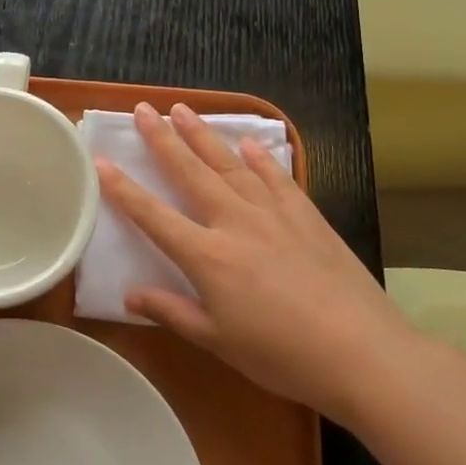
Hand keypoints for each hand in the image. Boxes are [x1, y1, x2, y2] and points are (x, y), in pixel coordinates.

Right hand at [94, 102, 416, 426]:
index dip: (123, 189)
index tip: (101, 160)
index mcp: (207, 256)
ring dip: (204, 135)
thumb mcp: (218, 341)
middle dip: (163, 138)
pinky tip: (249, 143)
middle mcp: (235, 222)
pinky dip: (261, 158)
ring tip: (183, 110)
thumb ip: (172, 311)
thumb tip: (129, 295)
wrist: (364, 353)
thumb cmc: (283, 355)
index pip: (153, 215)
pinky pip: (277, 177)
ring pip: (231, 164)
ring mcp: (274, 214)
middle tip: (144, 108)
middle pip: (191, 172)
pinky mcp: (308, 217)